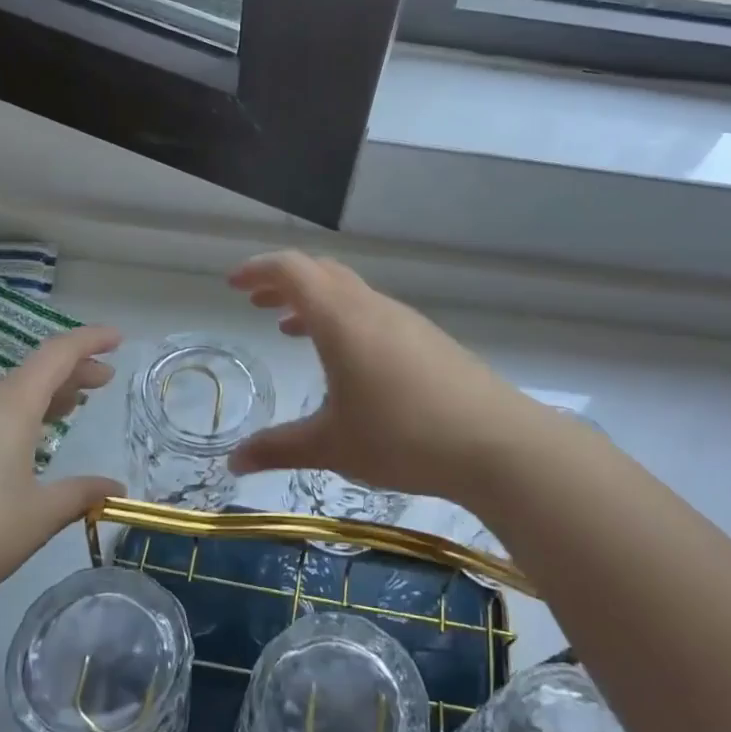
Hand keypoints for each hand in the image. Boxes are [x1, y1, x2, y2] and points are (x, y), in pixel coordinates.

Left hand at [0, 327, 124, 611]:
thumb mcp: (40, 515)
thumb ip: (81, 494)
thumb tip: (116, 489)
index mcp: (10, 407)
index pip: (56, 355)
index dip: (89, 341)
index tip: (118, 338)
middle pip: (34, 372)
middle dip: (73, 370)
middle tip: (106, 378)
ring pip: (11, 395)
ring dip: (47, 393)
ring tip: (74, 404)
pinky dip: (23, 415)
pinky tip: (29, 443)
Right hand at [227, 252, 539, 501]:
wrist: (496, 443)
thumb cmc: (402, 437)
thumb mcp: (332, 445)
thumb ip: (279, 448)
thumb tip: (234, 461)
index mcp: (341, 319)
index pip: (293, 270)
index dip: (259, 270)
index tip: (234, 284)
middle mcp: (373, 308)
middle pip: (322, 273)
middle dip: (285, 282)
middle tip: (258, 303)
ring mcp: (406, 321)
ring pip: (350, 293)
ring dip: (316, 302)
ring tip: (292, 330)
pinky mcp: (429, 340)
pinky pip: (374, 313)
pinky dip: (346, 320)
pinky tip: (348, 362)